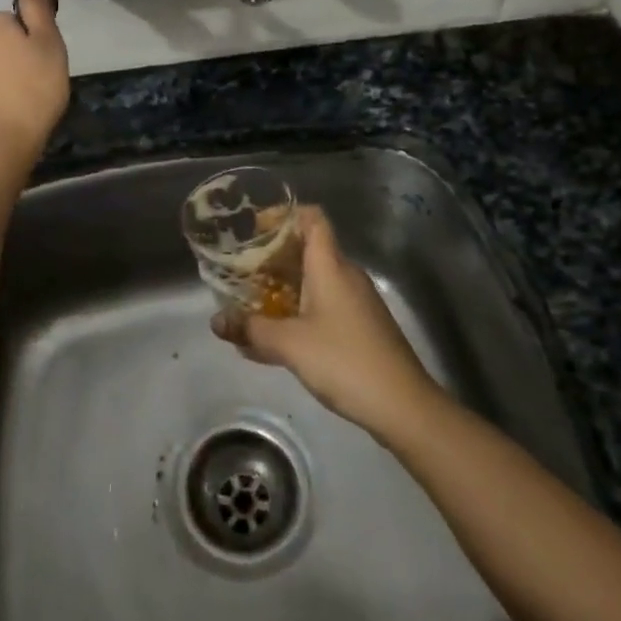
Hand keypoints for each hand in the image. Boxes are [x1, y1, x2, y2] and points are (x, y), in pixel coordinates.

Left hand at [0, 0, 69, 164]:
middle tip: (36, 85)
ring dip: (0, 78)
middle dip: (15, 58)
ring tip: (19, 104)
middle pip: (0, 43)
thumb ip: (37, 5)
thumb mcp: (48, 44)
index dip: (35, 42)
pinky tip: (1, 116)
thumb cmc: (32, 92)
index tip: (45, 65)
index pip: (18, 22)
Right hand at [212, 206, 441, 437]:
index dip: (283, 214)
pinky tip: (276, 337)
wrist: (404, 406)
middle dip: (273, 255)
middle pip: (308, 248)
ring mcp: (356, 301)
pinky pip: (323, 304)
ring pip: (314, 279)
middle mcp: (345, 274)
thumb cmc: (345, 361)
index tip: (254, 226)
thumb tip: (216, 320)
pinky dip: (297, 309)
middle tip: (241, 268)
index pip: (312, 217)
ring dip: (282, 286)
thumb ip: (251, 329)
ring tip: (250, 303)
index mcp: (330, 265)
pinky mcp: (361, 326)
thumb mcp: (290, 345)